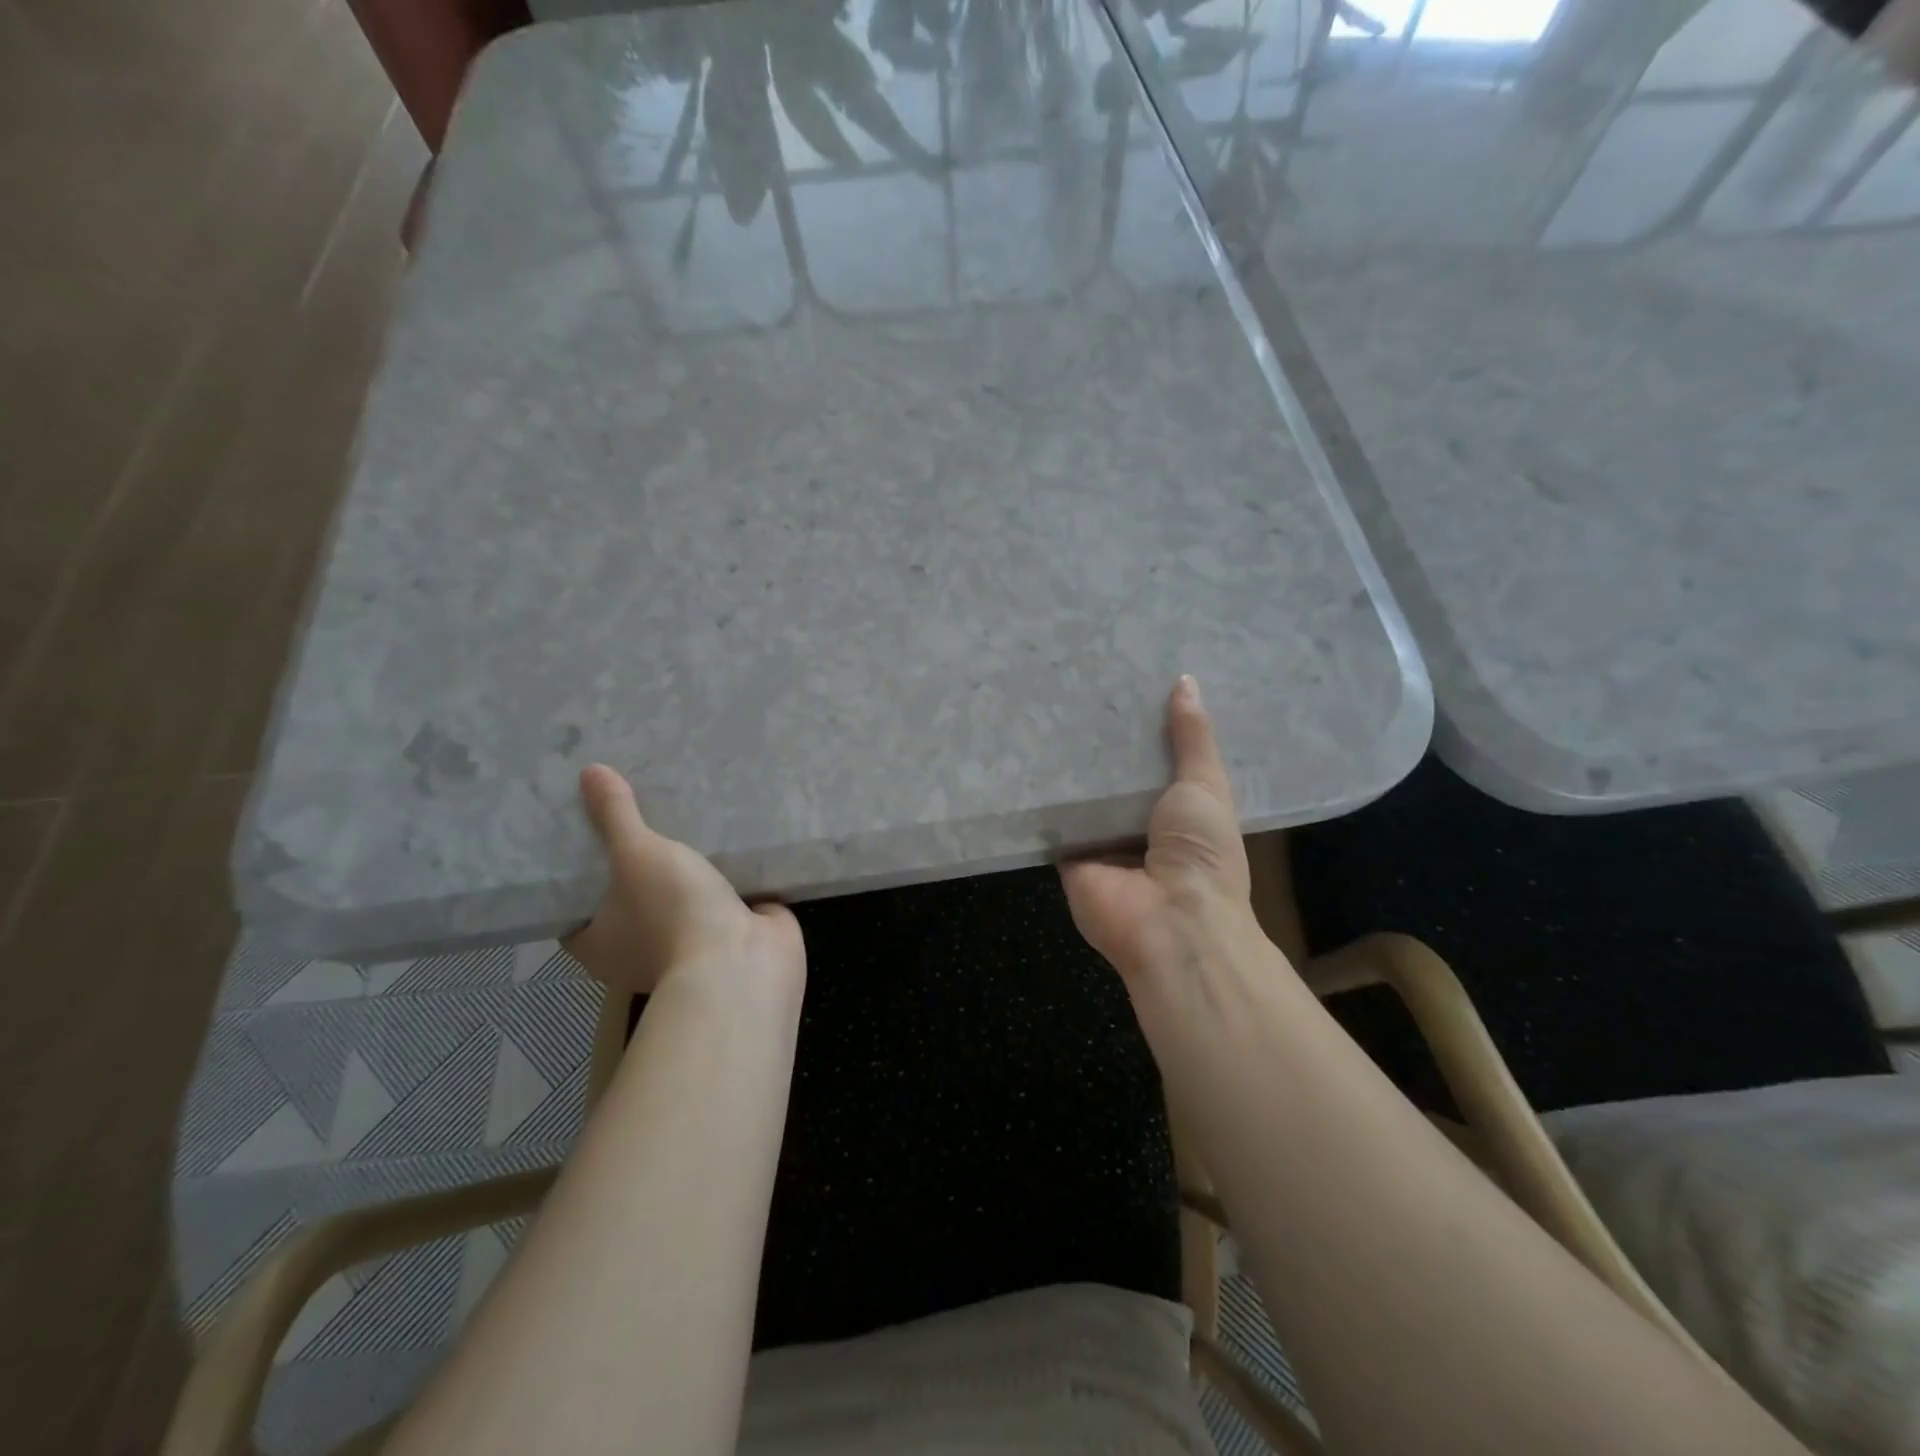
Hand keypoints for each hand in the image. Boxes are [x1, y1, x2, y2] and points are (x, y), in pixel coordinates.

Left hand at [563, 764, 804, 995]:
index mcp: (599, 943)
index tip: (581, 833)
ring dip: (687, 867)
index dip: (575, 873)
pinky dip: (727, 872)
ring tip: (685, 816)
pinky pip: (722, 894)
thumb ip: (616, 816)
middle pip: (629, 896)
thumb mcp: (636, 855)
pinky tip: (730, 834)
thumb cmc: (672, 914)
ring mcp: (689, 944)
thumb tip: (588, 770)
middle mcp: (638, 948)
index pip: (574, 905)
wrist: (743, 960)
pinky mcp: (731, 932)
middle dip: (637, 862)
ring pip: (680, 896)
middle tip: (637, 812)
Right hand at [1060, 676, 1259, 985]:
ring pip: (1082, 794)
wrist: (1170, 922)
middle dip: (1101, 741)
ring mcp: (1101, 840)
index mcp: (1178, 808)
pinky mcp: (1067, 854)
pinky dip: (1041, 795)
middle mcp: (1137, 822)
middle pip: (1114, 775)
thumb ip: (1192, 737)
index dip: (1144, 724)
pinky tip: (1023, 752)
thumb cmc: (1201, 852)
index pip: (1155, 758)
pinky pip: (1053, 818)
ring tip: (1046, 707)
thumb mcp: (1206, 785)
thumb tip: (1186, 680)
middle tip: (1077, 688)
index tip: (1124, 683)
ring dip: (1069, 763)